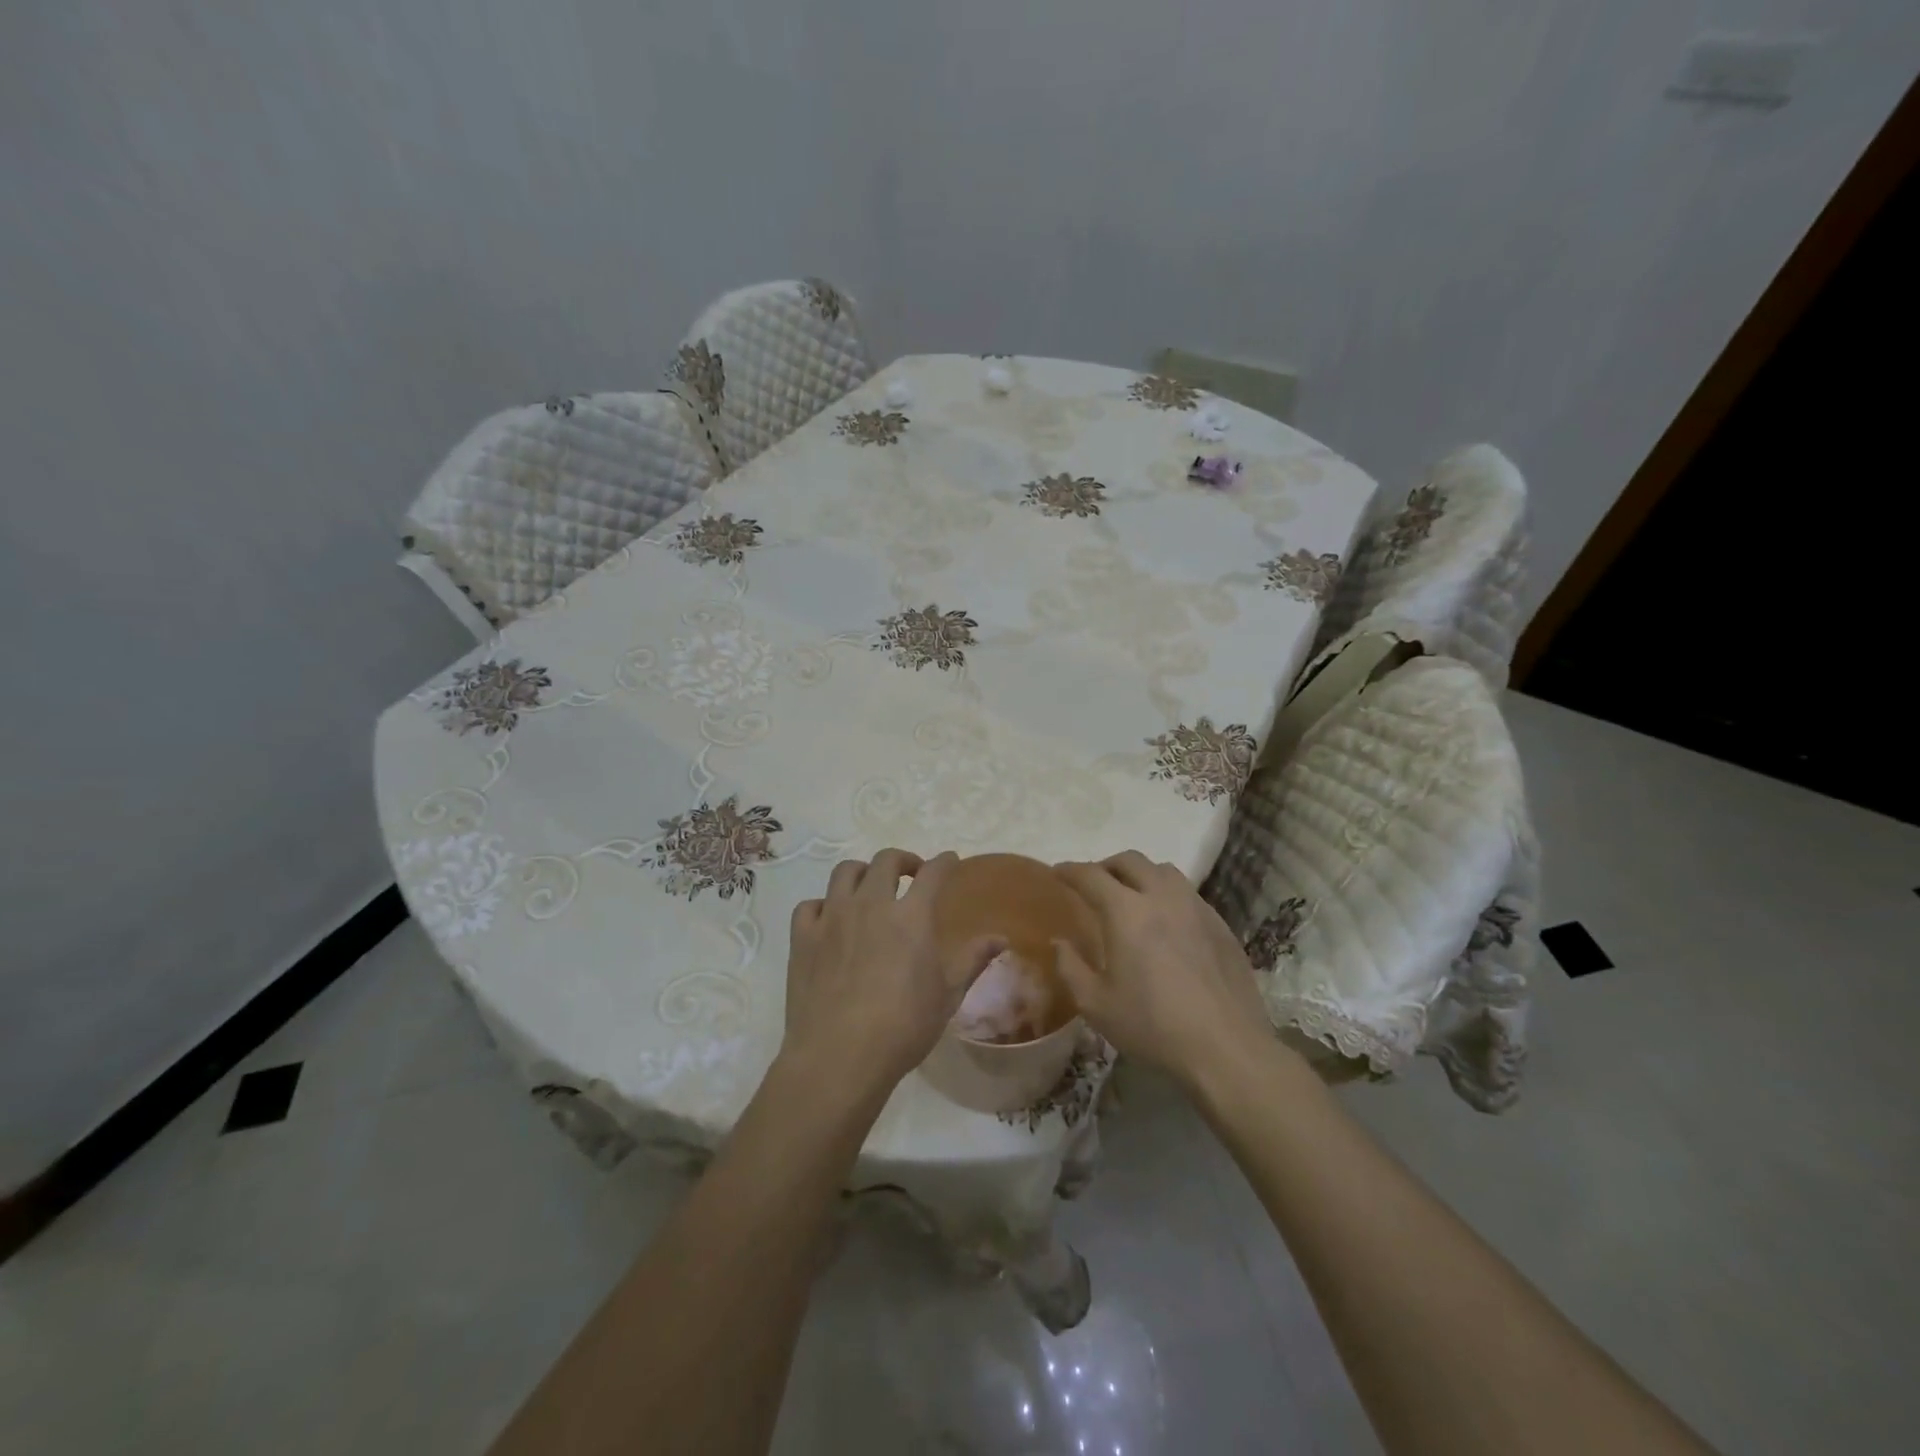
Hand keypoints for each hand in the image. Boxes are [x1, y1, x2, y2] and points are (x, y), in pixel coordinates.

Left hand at [782, 849, 1005, 1099]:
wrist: (839, 1057)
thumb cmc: (903, 1028)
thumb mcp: (947, 996)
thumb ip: (972, 960)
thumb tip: (1000, 938)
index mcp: (911, 916)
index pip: (932, 873)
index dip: (944, 862)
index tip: (949, 861)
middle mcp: (871, 904)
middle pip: (885, 860)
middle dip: (902, 860)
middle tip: (910, 874)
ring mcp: (832, 918)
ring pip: (845, 872)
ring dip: (862, 873)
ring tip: (869, 888)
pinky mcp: (802, 937)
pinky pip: (810, 905)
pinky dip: (823, 906)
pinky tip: (829, 920)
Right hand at [1053, 851, 1277, 1086]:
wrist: (1226, 1048)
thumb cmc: (1152, 1026)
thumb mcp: (1096, 1005)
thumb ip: (1070, 967)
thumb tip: (1060, 942)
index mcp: (1126, 912)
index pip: (1091, 875)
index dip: (1070, 870)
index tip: (1057, 872)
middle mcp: (1161, 897)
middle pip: (1130, 861)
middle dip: (1106, 865)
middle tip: (1093, 883)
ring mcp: (1196, 907)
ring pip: (1164, 871)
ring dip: (1140, 874)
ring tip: (1131, 895)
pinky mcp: (1220, 925)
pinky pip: (1188, 893)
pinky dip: (1167, 894)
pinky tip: (1167, 921)